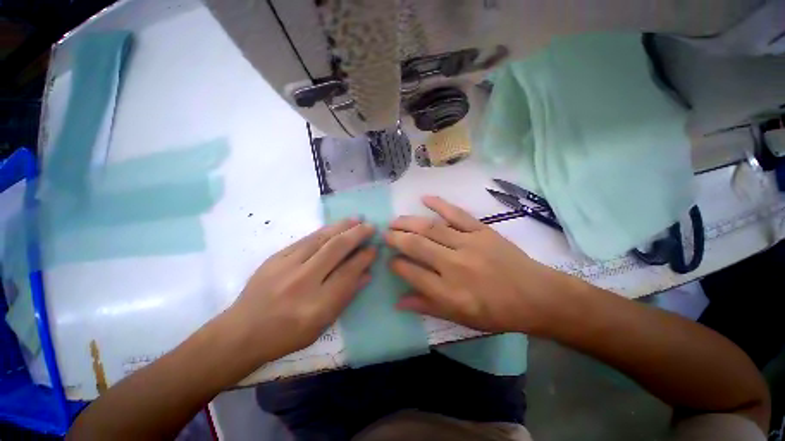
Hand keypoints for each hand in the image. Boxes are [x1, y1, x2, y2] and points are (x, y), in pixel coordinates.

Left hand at [226, 219, 375, 361]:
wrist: (242, 332)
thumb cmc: (287, 335)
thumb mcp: (322, 324)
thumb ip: (346, 296)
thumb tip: (366, 273)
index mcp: (316, 306)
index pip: (348, 273)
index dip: (364, 258)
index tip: (373, 249)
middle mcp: (302, 282)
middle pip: (336, 249)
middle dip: (357, 235)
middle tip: (370, 227)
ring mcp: (286, 266)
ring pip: (321, 239)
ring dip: (342, 226)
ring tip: (356, 219)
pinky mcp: (275, 257)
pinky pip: (306, 239)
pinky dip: (324, 231)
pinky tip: (334, 226)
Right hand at [386, 196, 573, 333]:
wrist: (536, 296)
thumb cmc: (496, 312)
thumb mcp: (460, 319)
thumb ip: (427, 307)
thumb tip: (397, 302)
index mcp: (449, 292)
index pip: (412, 273)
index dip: (396, 265)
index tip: (389, 260)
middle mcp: (455, 265)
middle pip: (417, 246)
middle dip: (396, 238)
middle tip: (384, 234)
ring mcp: (469, 244)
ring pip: (431, 228)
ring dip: (409, 222)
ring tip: (394, 220)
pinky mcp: (482, 231)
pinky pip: (457, 214)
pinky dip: (439, 204)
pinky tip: (424, 199)